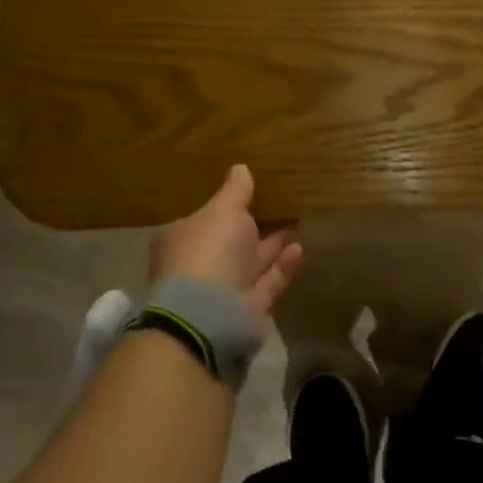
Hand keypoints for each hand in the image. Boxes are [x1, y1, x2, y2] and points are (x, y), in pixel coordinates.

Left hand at [150, 165, 302, 319]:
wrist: (210, 314)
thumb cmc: (208, 251)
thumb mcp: (223, 209)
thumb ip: (235, 190)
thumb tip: (240, 168)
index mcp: (182, 239)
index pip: (204, 218)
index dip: (226, 205)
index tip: (250, 190)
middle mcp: (200, 265)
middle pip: (230, 241)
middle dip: (254, 224)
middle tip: (281, 203)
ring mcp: (223, 291)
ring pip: (252, 262)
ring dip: (274, 243)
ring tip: (297, 220)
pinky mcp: (247, 309)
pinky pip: (267, 282)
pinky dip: (282, 266)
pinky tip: (299, 247)